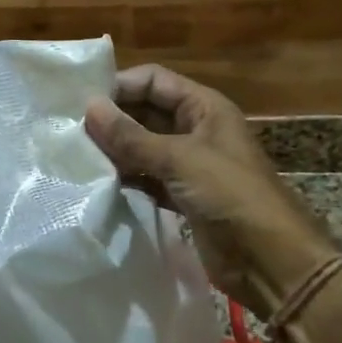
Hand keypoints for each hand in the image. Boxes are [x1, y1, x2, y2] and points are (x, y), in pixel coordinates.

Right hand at [86, 65, 336, 318]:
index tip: (81, 102)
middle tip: (70, 131)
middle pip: (146, 112)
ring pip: (144, 146)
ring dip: (116, 151)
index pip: (154, 80)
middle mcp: (196, 129)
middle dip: (113, 120)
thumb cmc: (230, 195)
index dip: (120, 86)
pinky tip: (98, 183)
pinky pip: (147, 177)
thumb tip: (89, 107)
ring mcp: (190, 164)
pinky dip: (127, 178)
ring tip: (76, 156)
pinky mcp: (183, 196)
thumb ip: (131, 136)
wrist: (271, 261)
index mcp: (204, 107)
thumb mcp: (179, 159)